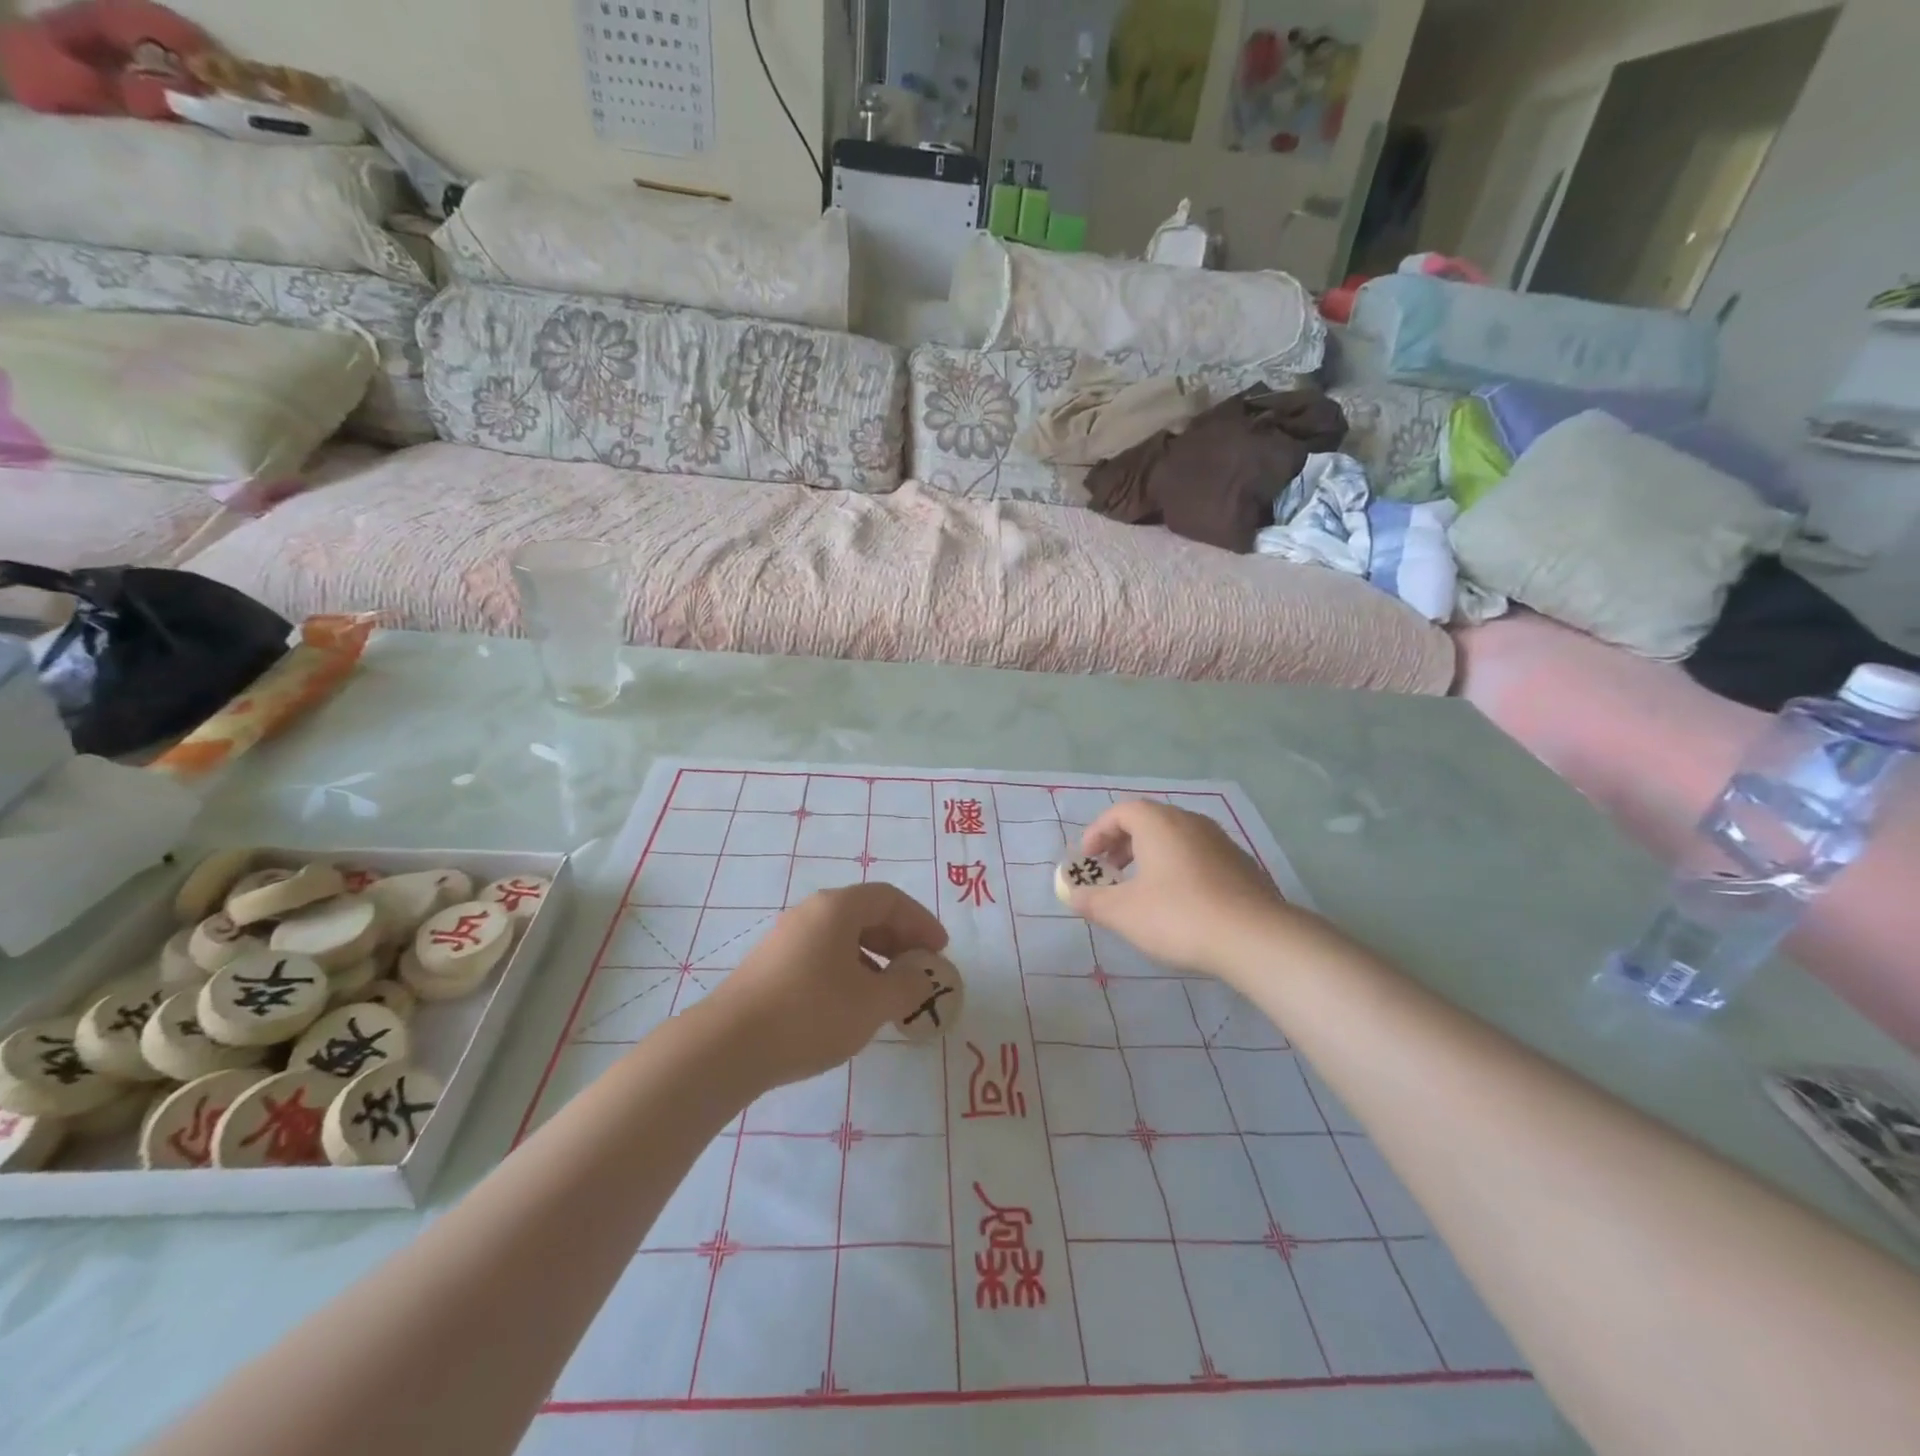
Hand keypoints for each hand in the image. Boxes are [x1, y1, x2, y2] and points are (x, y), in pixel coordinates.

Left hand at [698, 882, 949, 1090]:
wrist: (727, 1047)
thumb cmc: (810, 1014)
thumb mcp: (871, 1003)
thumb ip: (906, 986)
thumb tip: (921, 976)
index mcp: (836, 909)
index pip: (889, 898)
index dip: (920, 921)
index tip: (939, 951)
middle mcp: (810, 913)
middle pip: (865, 913)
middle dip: (899, 939)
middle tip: (920, 969)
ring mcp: (786, 939)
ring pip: (842, 937)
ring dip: (875, 958)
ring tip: (891, 992)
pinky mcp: (770, 967)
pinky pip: (822, 956)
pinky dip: (849, 970)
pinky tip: (852, 1005)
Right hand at [1068, 801, 1306, 981]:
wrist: (1255, 938)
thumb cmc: (1178, 916)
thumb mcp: (1123, 913)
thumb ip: (1092, 901)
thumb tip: (1072, 894)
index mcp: (1159, 822)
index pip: (1121, 811)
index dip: (1098, 832)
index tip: (1088, 859)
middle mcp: (1190, 821)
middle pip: (1149, 820)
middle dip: (1123, 843)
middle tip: (1111, 871)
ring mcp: (1221, 841)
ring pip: (1176, 838)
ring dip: (1152, 855)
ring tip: (1143, 888)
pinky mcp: (1242, 865)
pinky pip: (1199, 855)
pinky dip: (1179, 868)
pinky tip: (1180, 902)